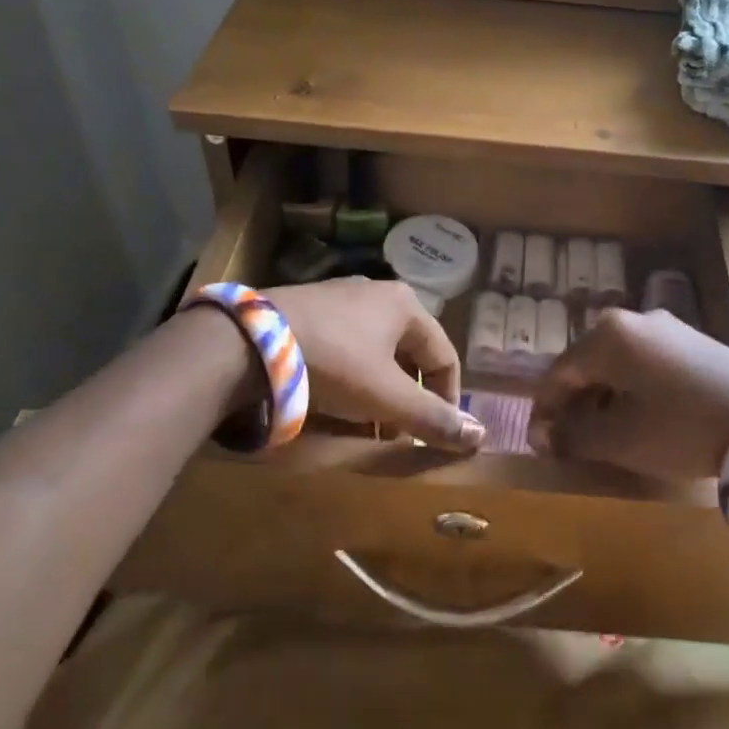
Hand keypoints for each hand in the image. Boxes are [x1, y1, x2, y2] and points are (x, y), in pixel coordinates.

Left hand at [267, 279, 484, 451]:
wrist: (249, 341)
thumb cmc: (334, 363)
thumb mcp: (387, 397)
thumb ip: (433, 418)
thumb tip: (480, 437)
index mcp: (406, 305)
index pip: (444, 356)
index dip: (448, 399)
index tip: (435, 432)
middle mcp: (377, 292)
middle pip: (409, 354)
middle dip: (408, 397)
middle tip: (397, 431)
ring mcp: (339, 296)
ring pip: (376, 351)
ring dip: (379, 390)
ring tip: (364, 422)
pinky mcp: (307, 308)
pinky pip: (344, 345)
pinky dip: (349, 376)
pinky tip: (332, 399)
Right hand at [529, 309, 728, 480]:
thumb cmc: (681, 427)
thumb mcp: (620, 439)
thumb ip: (574, 436)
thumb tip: (544, 436)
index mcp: (607, 335)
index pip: (558, 373)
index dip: (544, 411)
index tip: (540, 444)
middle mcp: (633, 319)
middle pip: (587, 364)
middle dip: (574, 404)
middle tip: (570, 441)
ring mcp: (667, 328)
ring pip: (617, 364)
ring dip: (603, 398)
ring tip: (605, 434)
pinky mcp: (693, 341)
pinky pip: (645, 364)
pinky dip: (632, 390)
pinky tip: (640, 417)